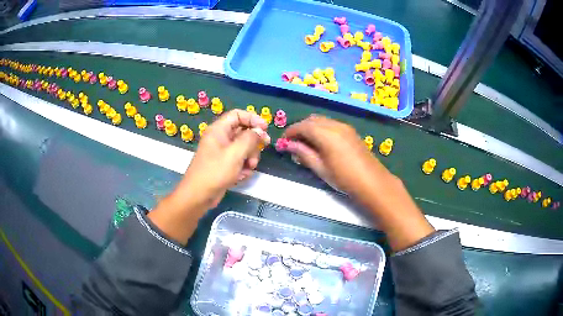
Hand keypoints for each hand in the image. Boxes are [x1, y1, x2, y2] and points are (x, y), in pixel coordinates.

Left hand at [182, 109, 270, 208]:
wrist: (198, 196)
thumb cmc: (215, 172)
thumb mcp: (235, 153)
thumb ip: (250, 139)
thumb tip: (260, 131)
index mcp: (218, 130)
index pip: (238, 115)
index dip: (252, 119)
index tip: (265, 128)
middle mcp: (220, 138)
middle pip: (242, 132)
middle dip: (253, 142)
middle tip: (263, 148)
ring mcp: (221, 152)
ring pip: (243, 148)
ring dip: (249, 157)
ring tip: (249, 168)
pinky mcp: (223, 165)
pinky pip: (238, 161)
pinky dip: (242, 167)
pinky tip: (240, 176)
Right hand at [283, 115, 433, 250]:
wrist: (372, 182)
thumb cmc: (344, 178)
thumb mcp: (320, 168)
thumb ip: (303, 153)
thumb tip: (288, 145)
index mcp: (326, 134)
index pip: (302, 126)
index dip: (290, 132)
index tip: (283, 141)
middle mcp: (335, 125)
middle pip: (312, 120)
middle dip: (300, 128)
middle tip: (293, 143)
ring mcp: (345, 127)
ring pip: (322, 121)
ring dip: (311, 128)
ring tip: (306, 144)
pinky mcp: (351, 132)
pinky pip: (331, 124)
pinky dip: (321, 129)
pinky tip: (321, 143)